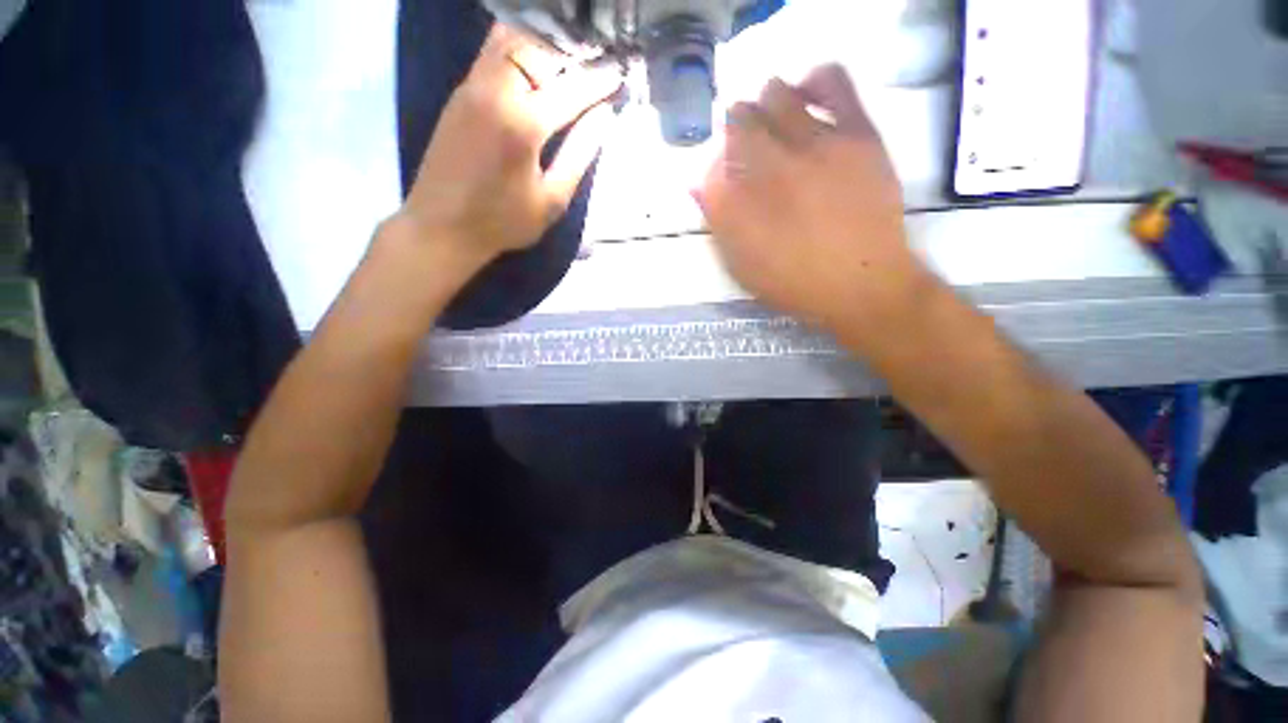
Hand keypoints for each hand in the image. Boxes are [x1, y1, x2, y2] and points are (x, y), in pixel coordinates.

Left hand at [390, 26, 621, 272]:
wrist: (442, 226)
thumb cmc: (503, 222)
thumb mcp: (552, 200)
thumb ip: (580, 155)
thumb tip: (603, 118)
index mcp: (522, 124)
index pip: (570, 88)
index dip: (599, 80)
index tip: (619, 73)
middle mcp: (495, 91)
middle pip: (536, 44)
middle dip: (570, 48)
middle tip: (594, 59)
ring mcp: (472, 87)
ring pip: (509, 39)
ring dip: (541, 43)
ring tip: (567, 58)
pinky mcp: (459, 93)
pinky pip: (492, 53)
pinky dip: (519, 49)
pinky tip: (535, 66)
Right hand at [695, 66, 935, 347]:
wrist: (861, 284)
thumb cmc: (794, 283)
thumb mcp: (741, 266)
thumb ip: (718, 223)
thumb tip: (698, 185)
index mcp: (734, 203)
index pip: (711, 163)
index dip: (716, 170)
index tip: (727, 181)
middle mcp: (766, 166)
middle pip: (737, 120)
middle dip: (736, 135)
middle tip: (750, 153)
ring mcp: (811, 143)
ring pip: (774, 94)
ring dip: (765, 107)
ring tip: (776, 126)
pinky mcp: (854, 133)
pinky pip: (830, 80)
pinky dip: (812, 82)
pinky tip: (807, 99)